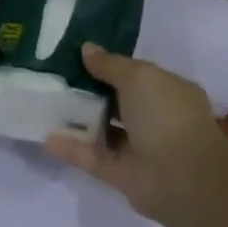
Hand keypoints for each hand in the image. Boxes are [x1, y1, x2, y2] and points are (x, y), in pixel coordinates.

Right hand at [44, 44, 227, 225]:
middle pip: (117, 102)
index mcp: (168, 91)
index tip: (76, 55)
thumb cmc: (166, 116)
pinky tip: (46, 136)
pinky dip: (71, 148)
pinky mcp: (121, 174)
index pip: (136, 74)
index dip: (109, 65)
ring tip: (44, 104)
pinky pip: (92, 157)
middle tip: (53, 77)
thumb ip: (111, 64)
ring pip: (103, 131)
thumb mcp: (139, 77)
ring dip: (78, 120)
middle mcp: (155, 118)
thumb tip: (87, 48)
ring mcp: (138, 148)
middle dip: (90, 91)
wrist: (182, 178)